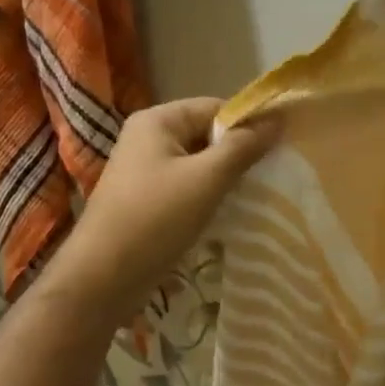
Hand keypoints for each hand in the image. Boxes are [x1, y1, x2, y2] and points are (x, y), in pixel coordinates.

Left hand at [50, 98, 279, 320]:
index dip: (248, 125)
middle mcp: (146, 140)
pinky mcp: (145, 204)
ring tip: (256, 198)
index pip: (214, 108)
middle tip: (272, 178)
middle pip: (205, 136)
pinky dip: (207, 200)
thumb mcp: (206, 179)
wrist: (104, 278)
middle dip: (237, 156)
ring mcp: (144, 174)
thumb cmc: (156, 220)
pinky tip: (229, 218)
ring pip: (197, 167)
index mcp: (156, 121)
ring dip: (224, 182)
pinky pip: (185, 191)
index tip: (280, 150)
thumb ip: (242, 148)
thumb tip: (277, 120)